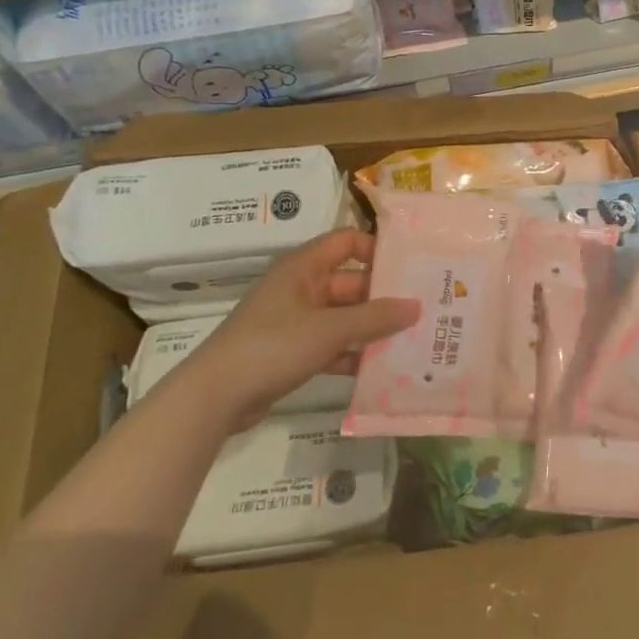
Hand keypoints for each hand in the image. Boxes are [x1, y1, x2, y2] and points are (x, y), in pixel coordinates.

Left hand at [185, 229, 418, 426]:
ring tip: (411, 338)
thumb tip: (416, 306)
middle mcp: (301, 288)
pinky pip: (332, 344)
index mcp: (304, 268)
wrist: (215, 397)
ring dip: (371, 328)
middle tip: (423, 309)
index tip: (410, 265)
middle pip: (350, 282)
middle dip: (383, 296)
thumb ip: (374, 318)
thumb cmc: (273, 346)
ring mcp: (296, 321)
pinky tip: (380, 368)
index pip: (346, 241)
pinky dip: (352, 353)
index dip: (377, 248)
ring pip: (343, 316)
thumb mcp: (329, 329)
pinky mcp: (292, 352)